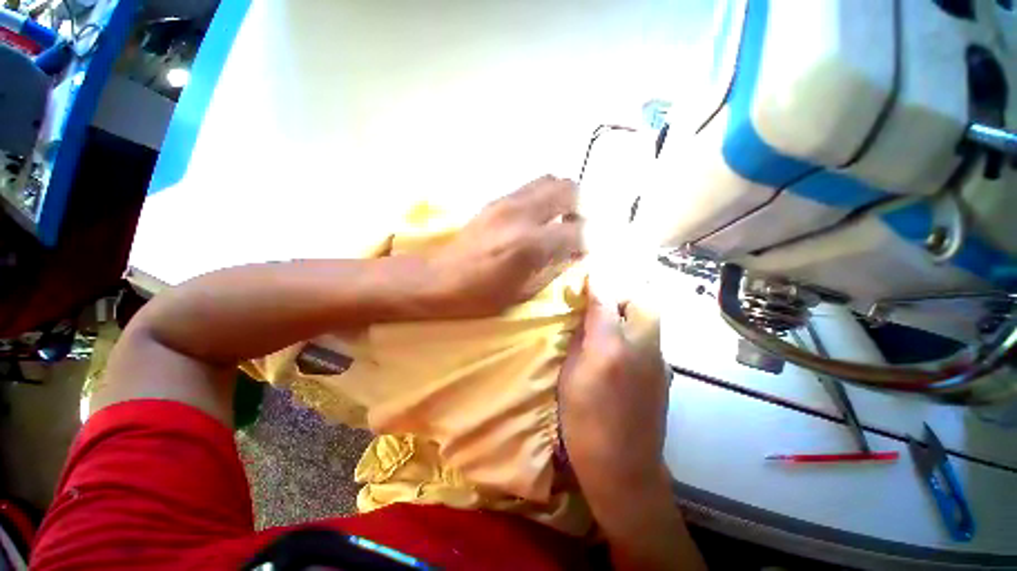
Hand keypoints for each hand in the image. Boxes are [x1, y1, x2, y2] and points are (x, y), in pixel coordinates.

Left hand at [428, 175, 583, 316]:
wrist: (438, 279)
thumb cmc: (481, 295)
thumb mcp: (524, 292)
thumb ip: (554, 268)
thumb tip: (574, 253)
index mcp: (532, 245)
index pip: (578, 231)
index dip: (586, 241)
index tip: (583, 250)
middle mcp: (523, 215)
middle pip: (569, 190)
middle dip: (580, 207)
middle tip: (576, 226)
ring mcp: (508, 203)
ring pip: (550, 180)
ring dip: (562, 197)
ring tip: (559, 218)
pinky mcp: (495, 201)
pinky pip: (529, 187)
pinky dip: (542, 197)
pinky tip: (537, 217)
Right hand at [558, 293, 670, 494]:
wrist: (625, 469)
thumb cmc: (584, 423)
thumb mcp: (569, 378)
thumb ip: (578, 341)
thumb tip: (583, 318)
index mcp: (610, 349)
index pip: (605, 301)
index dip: (598, 282)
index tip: (590, 272)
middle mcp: (641, 348)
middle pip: (644, 301)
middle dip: (625, 291)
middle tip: (604, 299)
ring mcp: (659, 361)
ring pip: (651, 319)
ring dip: (632, 310)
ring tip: (611, 318)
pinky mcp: (665, 373)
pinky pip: (651, 338)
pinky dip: (637, 330)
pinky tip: (621, 346)